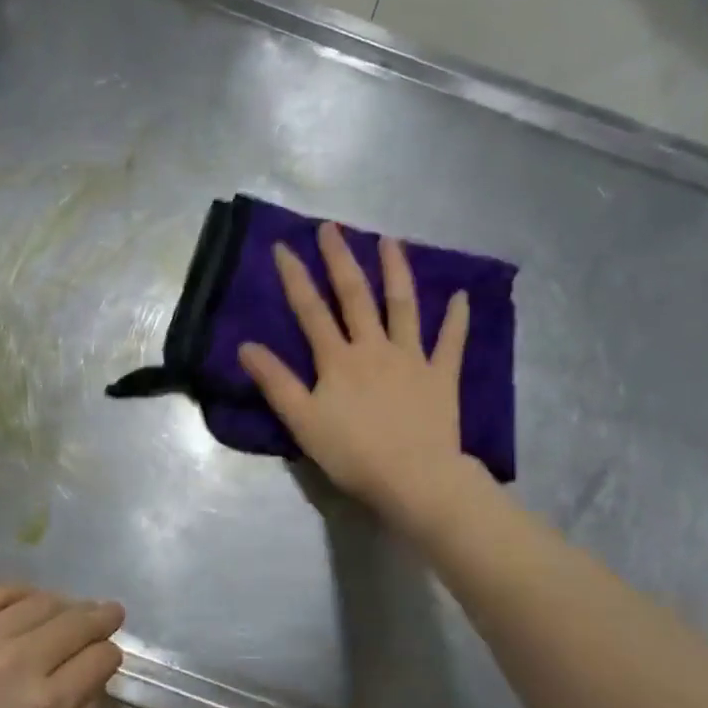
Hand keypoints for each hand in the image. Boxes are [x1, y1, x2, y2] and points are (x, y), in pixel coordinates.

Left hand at [0, 585, 123, 707]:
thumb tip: (97, 682)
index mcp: (45, 704)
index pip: (100, 658)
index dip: (111, 655)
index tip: (108, 656)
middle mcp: (22, 660)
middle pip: (79, 622)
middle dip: (102, 617)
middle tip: (111, 613)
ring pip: (45, 601)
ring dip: (67, 604)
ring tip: (71, 610)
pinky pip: (2, 591)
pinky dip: (26, 591)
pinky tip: (32, 601)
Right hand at [238, 222, 476, 528]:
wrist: (415, 479)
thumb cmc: (352, 454)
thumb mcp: (302, 421)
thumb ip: (275, 382)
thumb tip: (246, 346)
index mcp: (338, 359)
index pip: (310, 311)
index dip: (295, 278)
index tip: (283, 246)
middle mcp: (374, 347)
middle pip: (355, 296)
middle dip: (341, 259)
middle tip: (333, 227)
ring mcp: (412, 358)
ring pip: (403, 306)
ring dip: (396, 271)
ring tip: (390, 241)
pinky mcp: (442, 376)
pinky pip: (451, 342)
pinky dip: (456, 318)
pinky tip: (461, 295)